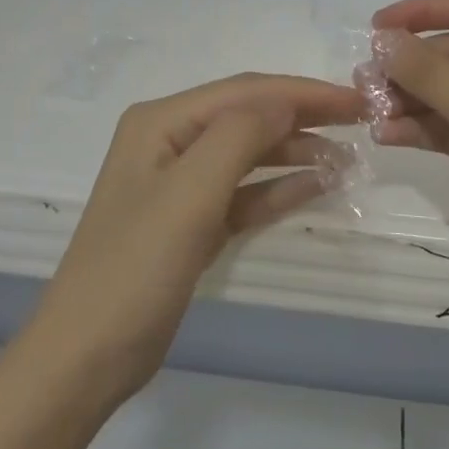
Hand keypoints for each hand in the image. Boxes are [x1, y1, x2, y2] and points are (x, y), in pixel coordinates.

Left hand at [28, 73, 362, 406]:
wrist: (86, 357)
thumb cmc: (135, 266)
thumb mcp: (190, 193)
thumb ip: (240, 136)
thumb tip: (286, 101)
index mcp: (161, 121)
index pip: (244, 92)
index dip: (302, 92)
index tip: (358, 100)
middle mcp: (170, 141)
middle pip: (248, 116)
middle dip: (303, 115)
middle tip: (362, 122)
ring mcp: (180, 183)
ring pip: (249, 154)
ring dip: (295, 152)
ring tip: (347, 160)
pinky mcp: (192, 222)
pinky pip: (243, 193)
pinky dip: (278, 188)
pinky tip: (317, 187)